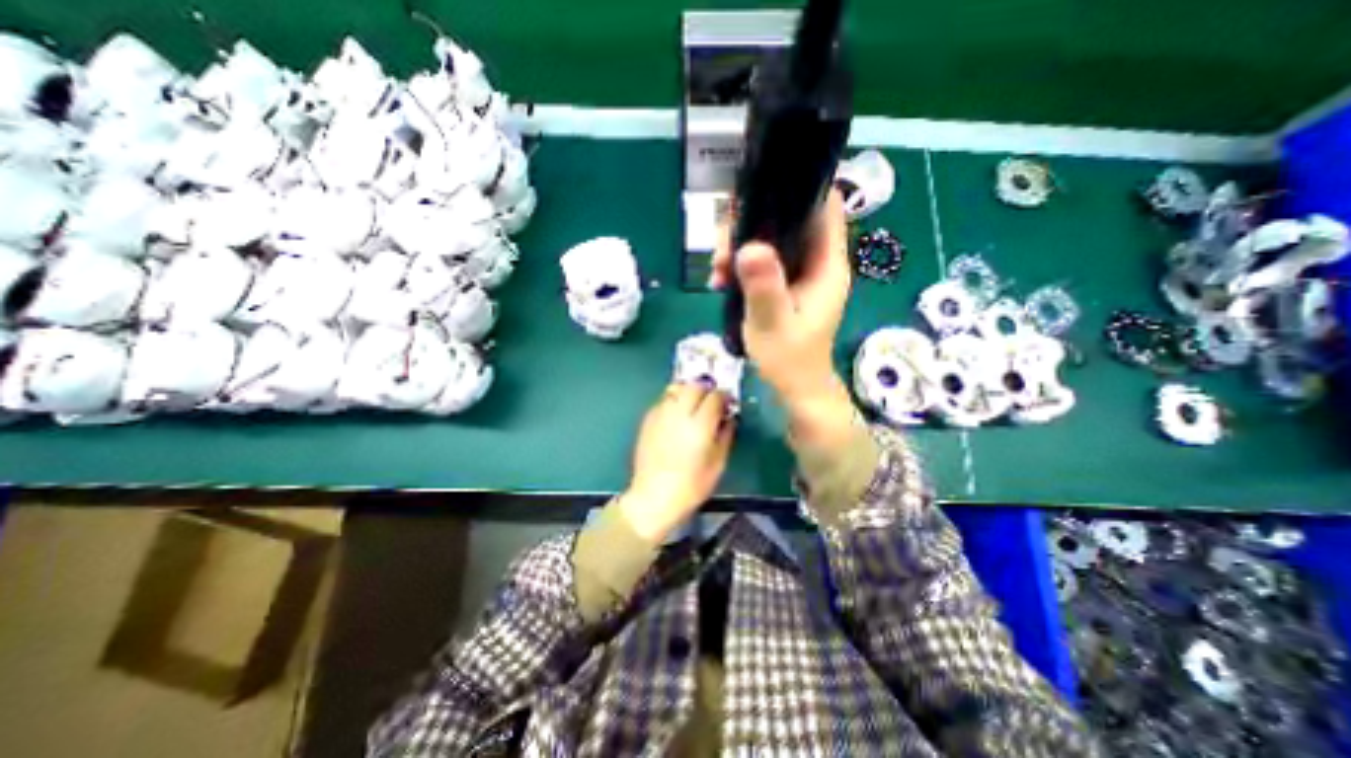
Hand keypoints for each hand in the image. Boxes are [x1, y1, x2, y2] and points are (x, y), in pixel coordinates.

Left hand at [618, 382, 735, 540]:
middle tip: (712, 401)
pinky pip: (664, 400)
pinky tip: (677, 416)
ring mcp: (661, 414)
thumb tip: (729, 418)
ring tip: (694, 405)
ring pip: (677, 388)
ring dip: (689, 391)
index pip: (715, 396)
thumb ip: (726, 435)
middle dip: (706, 389)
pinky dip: (674, 401)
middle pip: (694, 385)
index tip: (728, 403)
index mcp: (700, 426)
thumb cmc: (691, 486)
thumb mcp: (718, 464)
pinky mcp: (647, 419)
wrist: (653, 497)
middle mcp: (679, 414)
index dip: (724, 396)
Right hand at [709, 190, 853, 448]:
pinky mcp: (787, 285)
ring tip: (717, 267)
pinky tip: (721, 279)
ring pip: (774, 241)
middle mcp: (818, 263)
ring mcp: (802, 275)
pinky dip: (743, 265)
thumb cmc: (789, 360)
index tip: (760, 192)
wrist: (795, 388)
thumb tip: (750, 246)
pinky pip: (766, 262)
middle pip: (791, 222)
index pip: (825, 209)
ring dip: (743, 246)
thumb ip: (764, 287)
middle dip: (754, 224)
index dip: (799, 191)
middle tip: (723, 244)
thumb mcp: (772, 323)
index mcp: (827, 266)